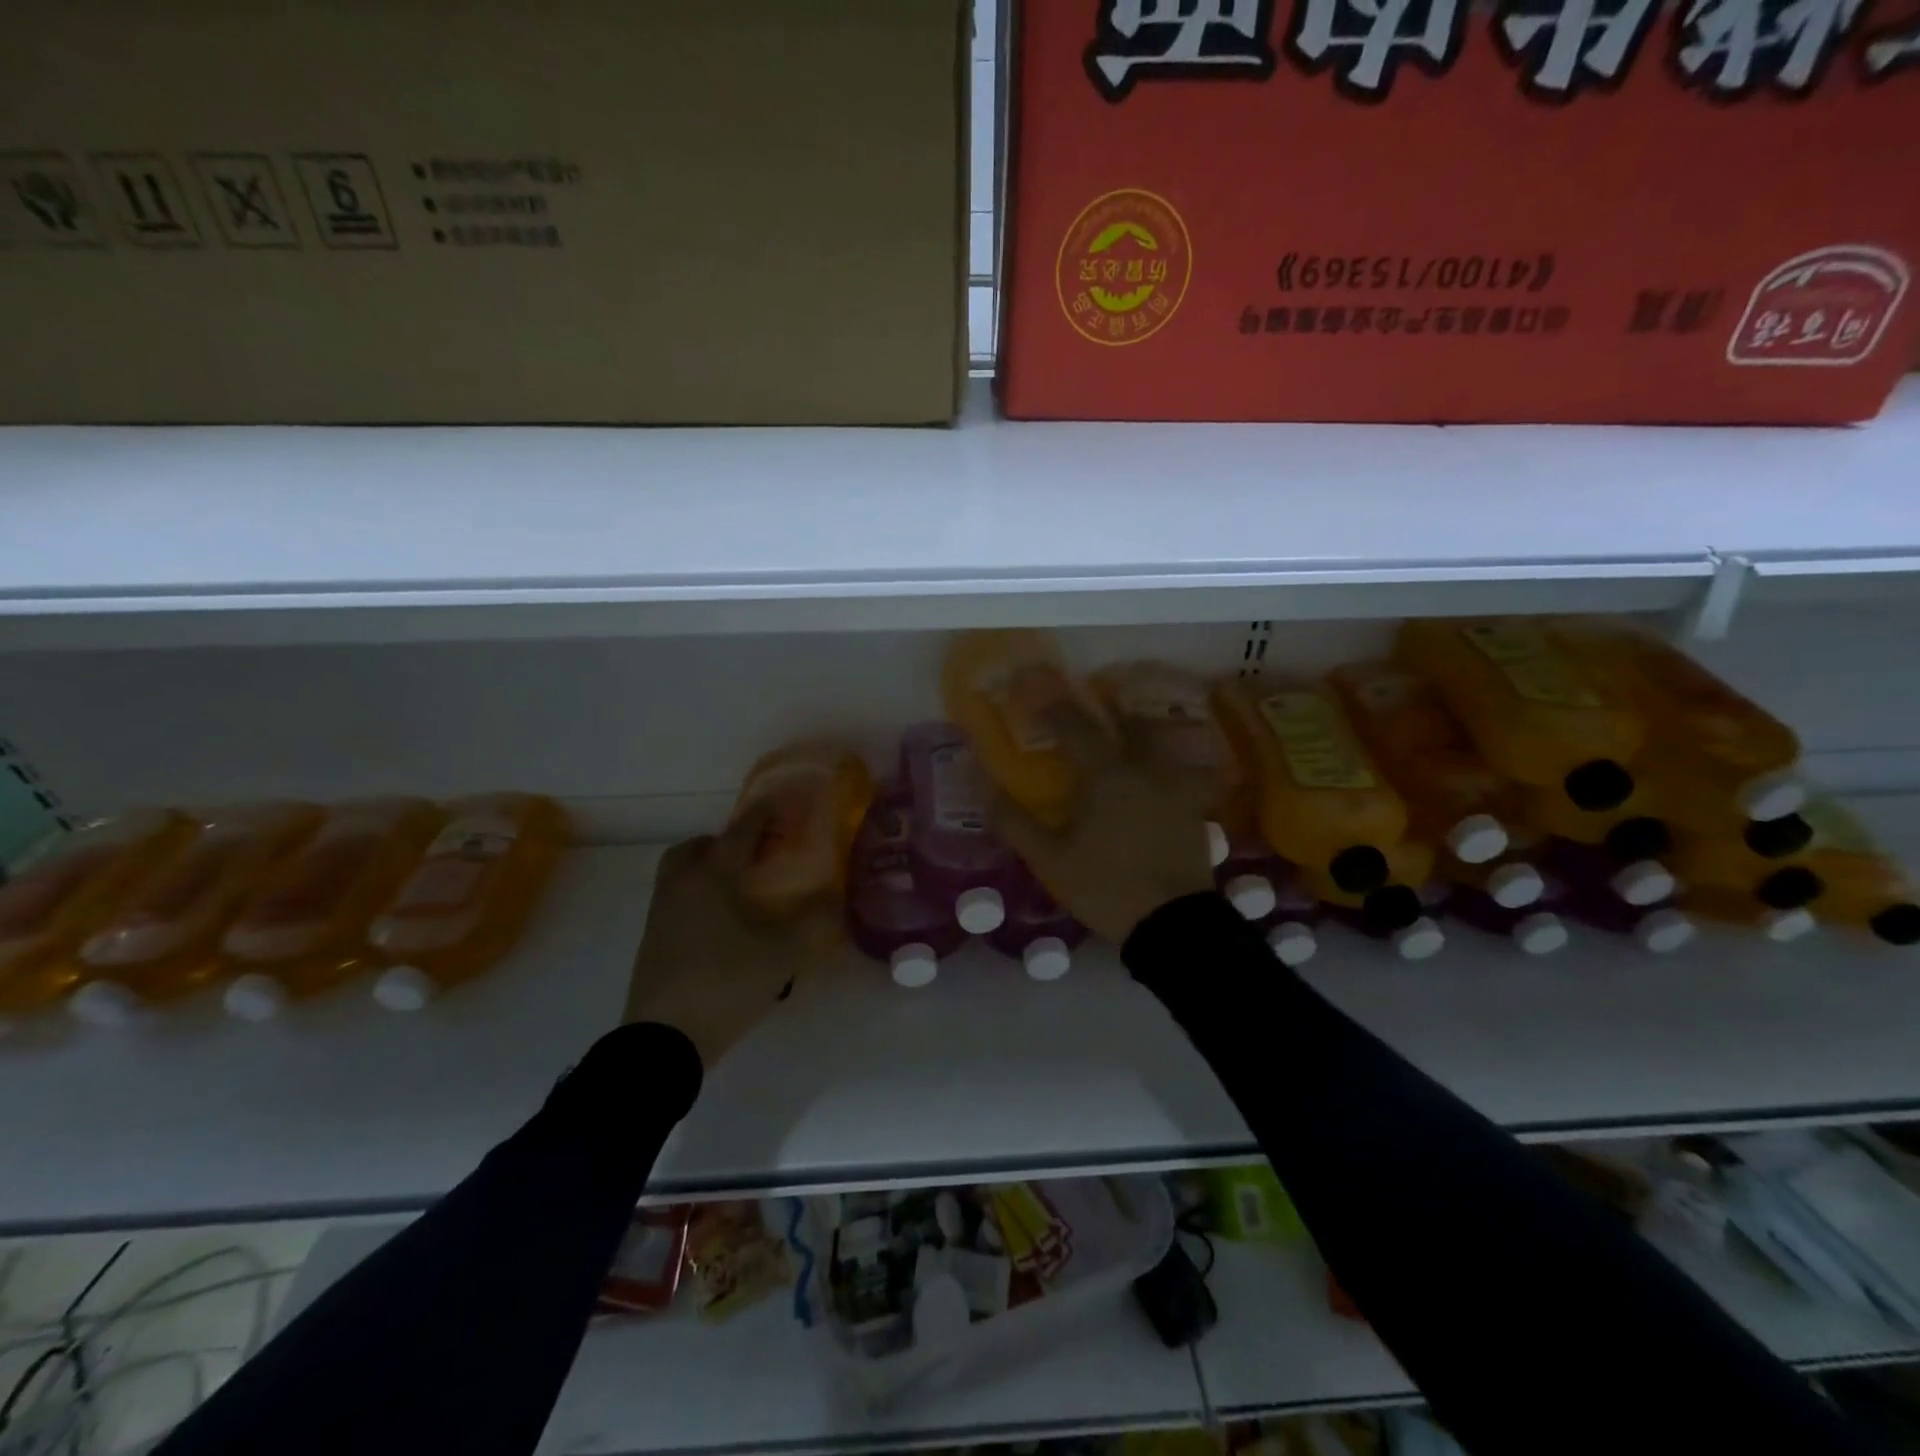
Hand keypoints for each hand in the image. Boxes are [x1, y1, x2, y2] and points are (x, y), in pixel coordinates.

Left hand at [623, 818, 839, 1067]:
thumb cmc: (725, 982)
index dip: (763, 814)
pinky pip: (676, 902)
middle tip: (753, 855)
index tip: (780, 802)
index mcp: (712, 876)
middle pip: (695, 848)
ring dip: (707, 871)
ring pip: (681, 875)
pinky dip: (698, 898)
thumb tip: (837, 897)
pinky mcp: (653, 943)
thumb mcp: (782, 954)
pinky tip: (723, 926)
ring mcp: (661, 915)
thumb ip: (814, 923)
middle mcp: (681, 886)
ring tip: (741, 891)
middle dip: (724, 843)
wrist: (663, 1040)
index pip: (741, 831)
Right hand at [989, 700, 1216, 943]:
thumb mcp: (1050, 858)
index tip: (1034, 689)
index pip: (1074, 726)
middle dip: (1107, 708)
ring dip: (1140, 730)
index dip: (1052, 704)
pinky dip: (1167, 762)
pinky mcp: (1195, 808)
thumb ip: (1013, 819)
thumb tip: (982, 783)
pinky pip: (1183, 770)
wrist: (1173, 924)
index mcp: (1106, 775)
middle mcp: (1145, 768)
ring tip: (1125, 734)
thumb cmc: (1106, 887)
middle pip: (1129, 721)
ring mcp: (1176, 786)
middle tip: (1092, 704)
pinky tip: (1156, 776)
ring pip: (1161, 741)